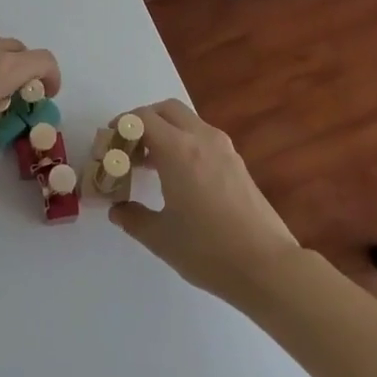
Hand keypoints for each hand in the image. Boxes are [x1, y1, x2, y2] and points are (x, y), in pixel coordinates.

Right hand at [109, 99, 301, 298]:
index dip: (122, 125)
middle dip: (143, 121)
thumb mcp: (161, 238)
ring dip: (165, 132)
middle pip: (167, 110)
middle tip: (129, 148)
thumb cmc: (208, 250)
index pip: (143, 119)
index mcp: (178, 150)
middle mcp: (201, 138)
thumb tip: (117, 209)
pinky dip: (184, 143)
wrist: (267, 266)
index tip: (109, 143)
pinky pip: (203, 138)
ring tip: (150, 165)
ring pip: (187, 121)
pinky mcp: (237, 163)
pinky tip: (178, 177)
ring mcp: (224, 149)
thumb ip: (132, 218)